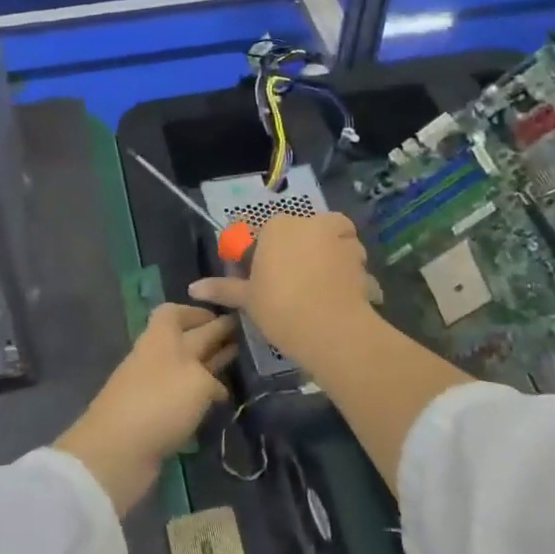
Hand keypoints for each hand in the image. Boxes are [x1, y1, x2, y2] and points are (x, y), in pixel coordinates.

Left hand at [55, 304, 236, 514]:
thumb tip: (216, 387)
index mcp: (162, 336)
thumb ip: (212, 377)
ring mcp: (152, 385)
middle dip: (212, 338)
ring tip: (236, 366)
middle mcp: (156, 355)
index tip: (225, 316)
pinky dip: (199, 394)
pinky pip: (181, 395)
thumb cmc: (160, 402)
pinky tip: (218, 401)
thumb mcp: (197, 382)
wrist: (117, 450)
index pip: (176, 312)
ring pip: (186, 368)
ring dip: (208, 366)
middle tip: (244, 340)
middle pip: (187, 339)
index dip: (198, 311)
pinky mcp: (153, 414)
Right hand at [190, 212, 374, 370]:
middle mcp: (310, 223)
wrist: (331, 330)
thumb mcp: (248, 299)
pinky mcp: (362, 259)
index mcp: (278, 226)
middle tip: (291, 284)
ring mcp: (340, 239)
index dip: (263, 256)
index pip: (266, 234)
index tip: (262, 280)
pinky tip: (342, 297)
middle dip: (300, 252)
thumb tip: (192, 288)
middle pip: (302, 233)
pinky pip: (353, 262)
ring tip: (321, 289)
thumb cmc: (280, 307)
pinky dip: (350, 275)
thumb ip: (222, 288)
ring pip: (333, 242)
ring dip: (330, 258)